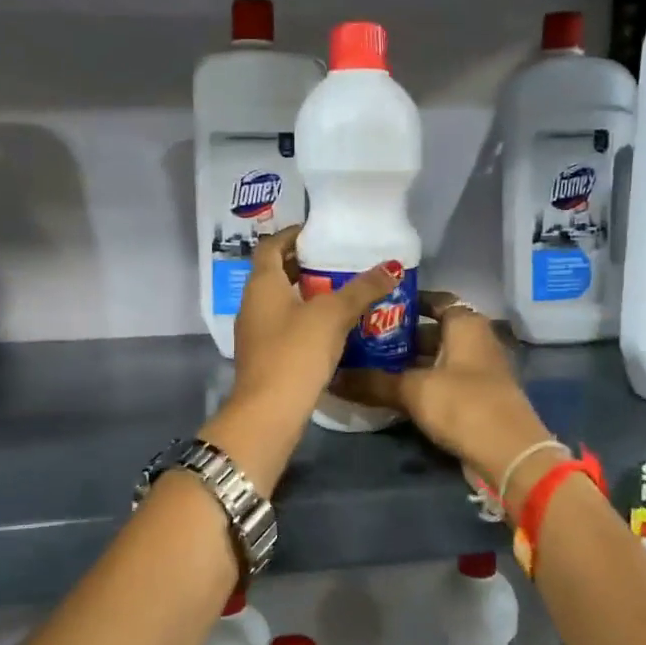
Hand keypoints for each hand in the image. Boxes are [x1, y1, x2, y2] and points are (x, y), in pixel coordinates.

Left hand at [194, 228, 403, 495]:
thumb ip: (362, 289)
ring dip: (309, 294)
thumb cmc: (296, 352)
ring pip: (283, 302)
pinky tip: (335, 328)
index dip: (293, 234)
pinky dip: (307, 320)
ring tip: (344, 292)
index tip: (321, 232)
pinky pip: (287, 327)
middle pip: (277, 273)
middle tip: (340, 262)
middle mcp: (253, 303)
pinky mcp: (266, 357)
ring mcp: (256, 333)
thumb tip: (392, 267)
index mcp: (262, 284)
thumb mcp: (333, 315)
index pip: (271, 245)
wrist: (269, 413)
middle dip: (306, 265)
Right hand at [334, 293, 550, 487]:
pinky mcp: (476, 398)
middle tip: (363, 340)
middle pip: (434, 331)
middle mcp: (476, 341)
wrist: (508, 453)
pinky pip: (443, 382)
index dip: (408, 302)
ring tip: (369, 366)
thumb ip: (373, 382)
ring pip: (437, 359)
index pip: (436, 300)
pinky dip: (421, 384)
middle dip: (400, 336)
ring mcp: (479, 371)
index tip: (376, 307)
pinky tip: (392, 393)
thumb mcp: (413, 390)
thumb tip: (333, 377)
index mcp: (466, 325)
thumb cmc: (463, 404)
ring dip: (409, 363)